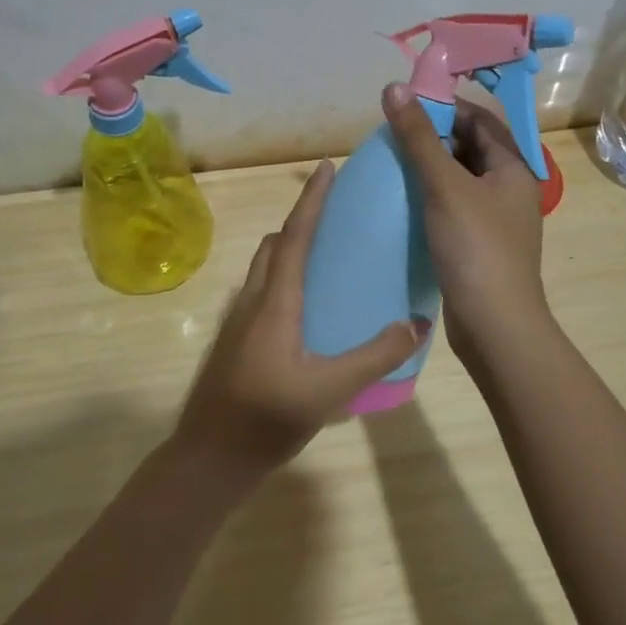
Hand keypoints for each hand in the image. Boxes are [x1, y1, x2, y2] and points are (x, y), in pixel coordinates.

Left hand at [175, 160, 426, 475]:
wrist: (209, 456)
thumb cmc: (266, 417)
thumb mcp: (329, 389)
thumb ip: (375, 356)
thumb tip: (415, 323)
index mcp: (275, 301)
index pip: (294, 236)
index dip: (312, 200)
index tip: (326, 167)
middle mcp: (253, 300)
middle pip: (276, 245)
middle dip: (302, 220)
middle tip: (337, 215)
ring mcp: (239, 320)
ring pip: (265, 268)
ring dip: (290, 249)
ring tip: (328, 257)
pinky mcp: (236, 340)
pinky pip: (262, 291)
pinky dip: (285, 278)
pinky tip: (309, 309)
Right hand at [380, 82, 553, 372]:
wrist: (494, 325)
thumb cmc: (475, 248)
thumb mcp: (444, 185)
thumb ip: (418, 137)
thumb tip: (394, 88)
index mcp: (513, 168)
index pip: (480, 120)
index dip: (445, 106)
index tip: (406, 104)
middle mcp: (509, 189)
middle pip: (470, 148)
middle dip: (433, 138)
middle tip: (392, 135)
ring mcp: (495, 220)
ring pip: (459, 180)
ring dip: (429, 169)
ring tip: (391, 164)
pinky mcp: (478, 245)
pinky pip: (452, 208)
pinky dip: (429, 199)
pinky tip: (402, 203)